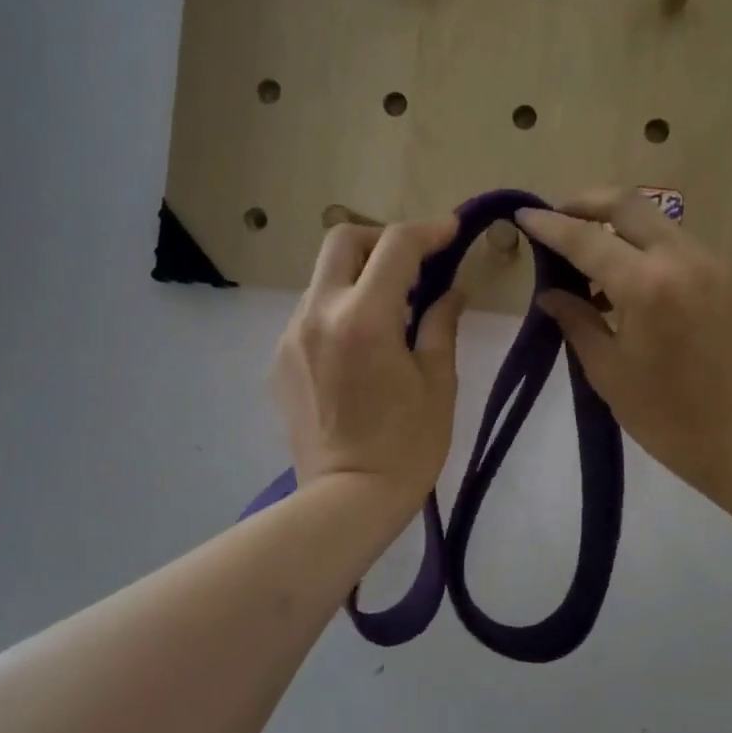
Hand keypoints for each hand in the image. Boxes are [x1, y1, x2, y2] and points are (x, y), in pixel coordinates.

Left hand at [272, 217, 464, 507]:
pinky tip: (361, 346)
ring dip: (359, 276)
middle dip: (382, 240)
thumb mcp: (438, 384)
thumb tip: (451, 290)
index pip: (396, 246)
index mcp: (365, 318)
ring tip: (392, 312)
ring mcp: (292, 335)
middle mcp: (318, 313)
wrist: (346, 501)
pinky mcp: (280, 359)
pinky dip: (340, 309)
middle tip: (413, 266)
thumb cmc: (407, 448)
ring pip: (323, 277)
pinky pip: (311, 312)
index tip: (450, 233)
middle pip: (343, 240)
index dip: (428, 231)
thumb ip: (442, 324)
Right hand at [515, 191, 731, 509]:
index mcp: (647, 285)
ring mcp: (709, 263)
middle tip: (556, 220)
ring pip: (654, 219)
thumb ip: (576, 320)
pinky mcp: (724, 276)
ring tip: (584, 254)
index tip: (523, 215)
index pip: (587, 239)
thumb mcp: (606, 370)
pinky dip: (642, 245)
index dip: (550, 226)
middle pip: (628, 203)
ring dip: (615, 224)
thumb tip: (549, 294)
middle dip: (586, 203)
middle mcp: (682, 258)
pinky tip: (622, 277)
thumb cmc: (663, 415)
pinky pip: (674, 242)